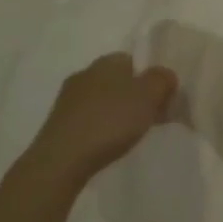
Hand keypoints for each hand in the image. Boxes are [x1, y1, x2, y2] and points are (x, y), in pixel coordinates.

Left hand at [30, 53, 176, 181]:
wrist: (61, 161)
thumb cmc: (110, 121)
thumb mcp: (149, 96)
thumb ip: (162, 79)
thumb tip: (165, 75)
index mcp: (107, 61)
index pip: (134, 60)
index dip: (150, 78)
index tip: (161, 100)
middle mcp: (85, 73)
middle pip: (118, 80)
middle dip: (133, 96)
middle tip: (149, 118)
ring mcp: (67, 99)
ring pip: (102, 100)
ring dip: (115, 113)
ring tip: (128, 135)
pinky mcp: (57, 124)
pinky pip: (87, 119)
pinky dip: (99, 128)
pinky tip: (105, 145)